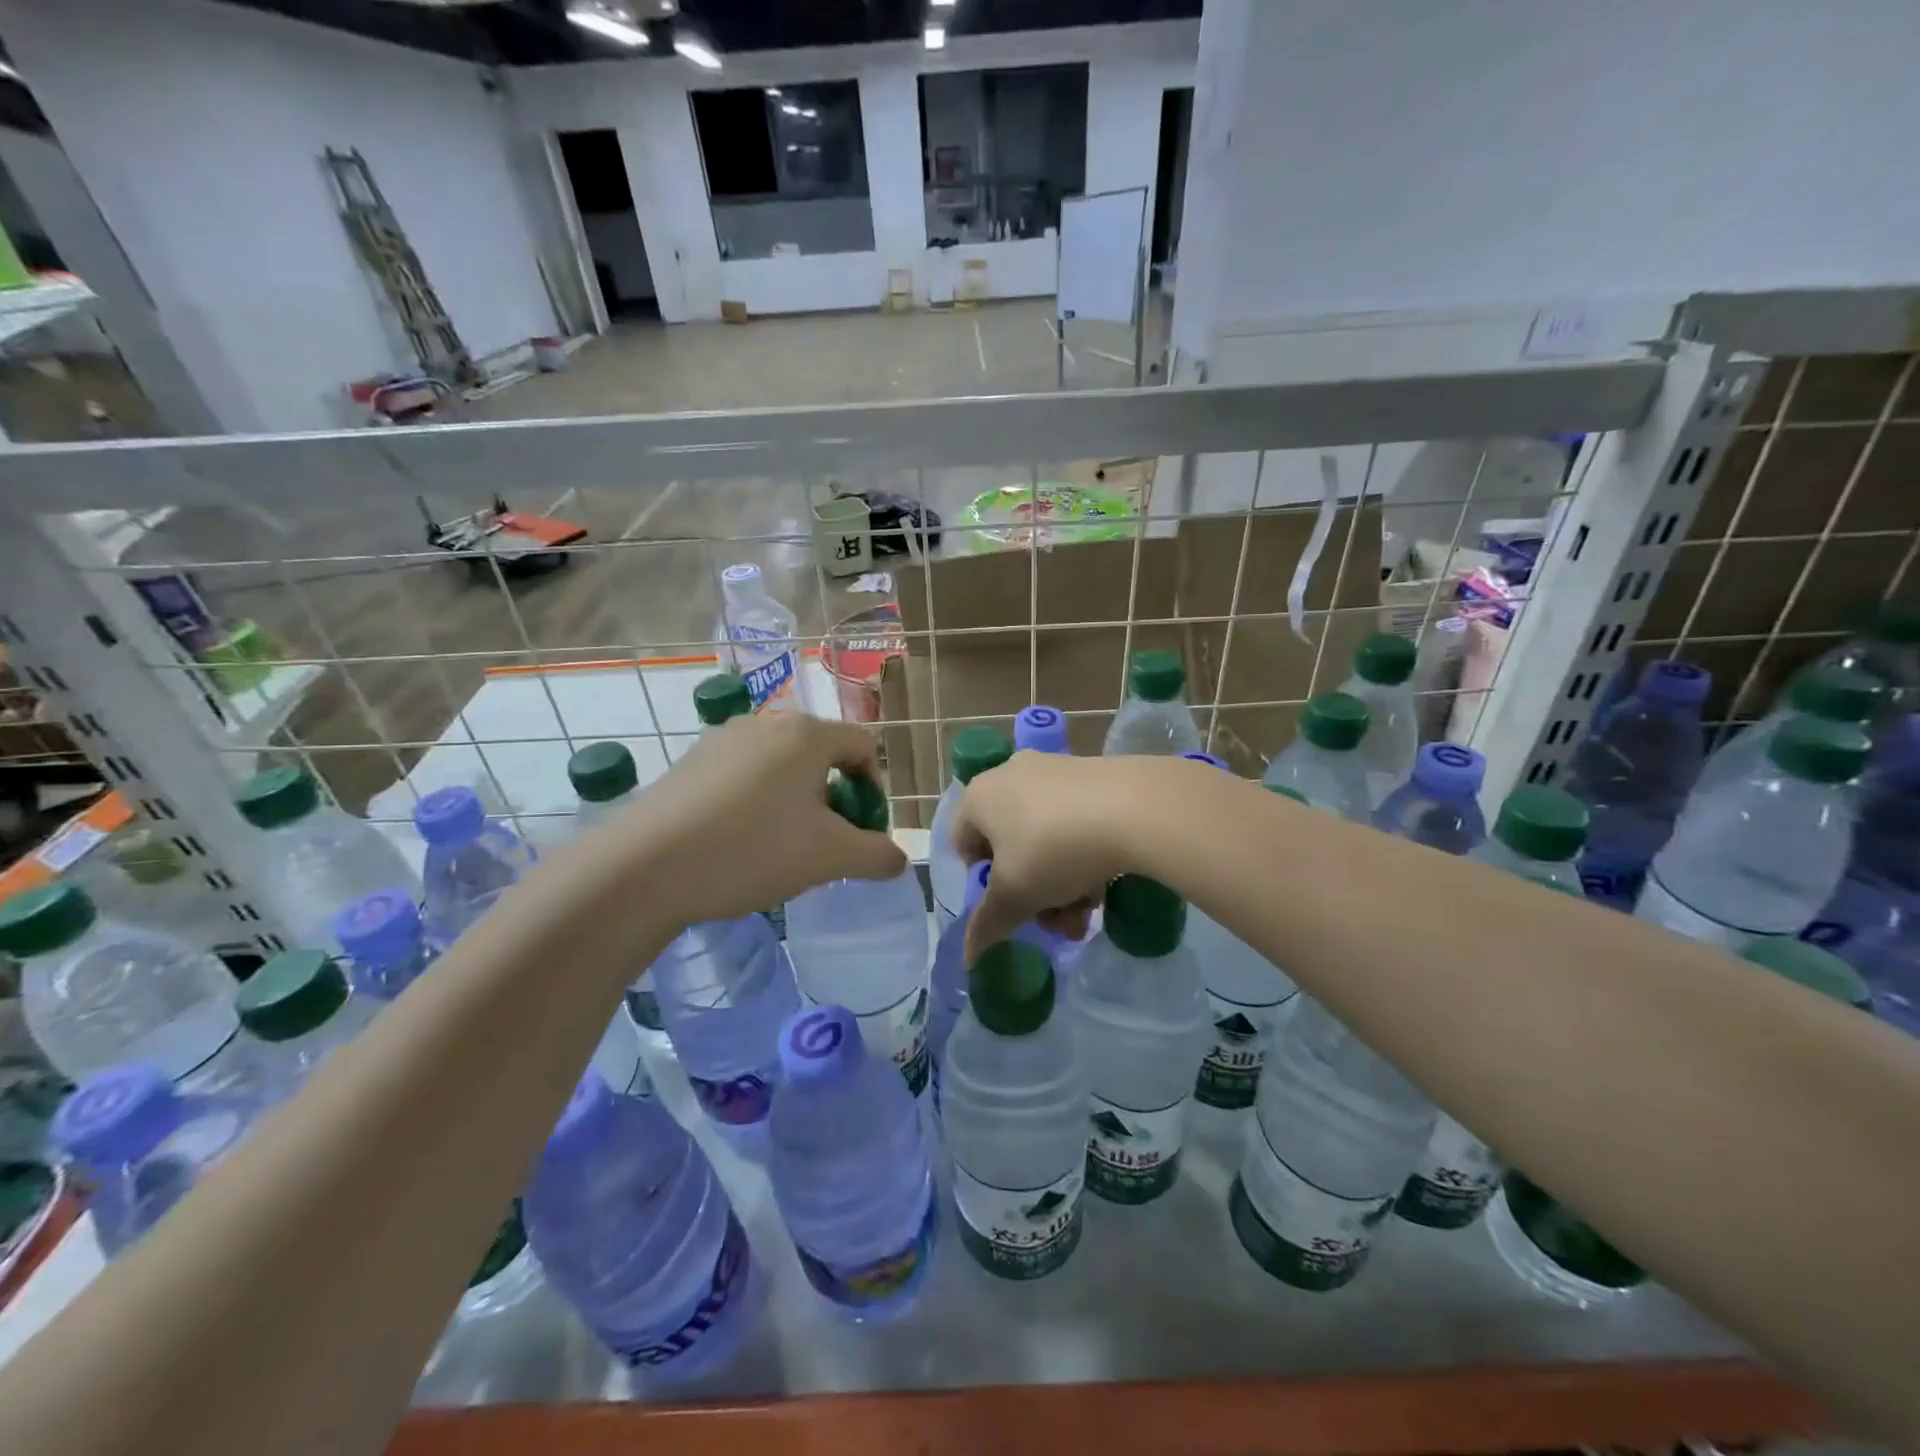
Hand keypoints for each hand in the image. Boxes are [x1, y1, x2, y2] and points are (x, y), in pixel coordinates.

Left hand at [604, 711, 905, 925]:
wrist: (645, 867)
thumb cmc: (752, 849)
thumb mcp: (830, 858)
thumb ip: (878, 855)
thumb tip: (899, 858)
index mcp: (807, 734)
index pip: (864, 745)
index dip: (874, 788)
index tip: (861, 830)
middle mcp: (766, 723)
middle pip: (822, 754)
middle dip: (834, 798)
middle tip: (824, 843)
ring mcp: (722, 739)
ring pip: (781, 766)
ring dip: (796, 802)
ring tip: (781, 848)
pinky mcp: (690, 762)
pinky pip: (744, 775)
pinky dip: (757, 803)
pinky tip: (737, 844)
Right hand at [953, 751, 1158, 962]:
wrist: (1134, 808)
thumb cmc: (1054, 850)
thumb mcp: (1015, 896)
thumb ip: (987, 925)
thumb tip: (968, 955)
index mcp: (979, 796)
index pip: (964, 845)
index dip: (982, 883)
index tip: (1009, 905)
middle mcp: (1010, 775)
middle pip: (1010, 847)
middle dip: (1032, 894)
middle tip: (1055, 923)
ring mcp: (1054, 771)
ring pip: (1045, 839)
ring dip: (1060, 884)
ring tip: (1086, 914)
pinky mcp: (1092, 774)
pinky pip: (1075, 821)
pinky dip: (1083, 855)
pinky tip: (1105, 884)